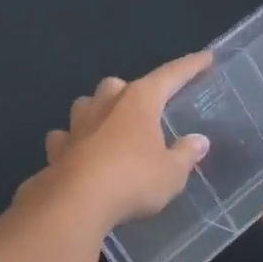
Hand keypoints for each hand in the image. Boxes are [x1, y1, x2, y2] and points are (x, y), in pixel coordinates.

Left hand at [36, 53, 213, 231]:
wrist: (75, 203)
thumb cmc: (133, 180)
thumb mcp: (172, 173)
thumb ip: (186, 154)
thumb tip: (199, 140)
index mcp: (139, 101)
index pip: (170, 76)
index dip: (190, 66)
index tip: (206, 57)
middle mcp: (106, 103)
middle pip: (119, 85)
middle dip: (131, 92)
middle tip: (144, 110)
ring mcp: (77, 124)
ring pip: (87, 104)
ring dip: (98, 110)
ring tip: (109, 126)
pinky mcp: (56, 148)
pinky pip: (65, 136)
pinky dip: (73, 140)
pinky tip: (78, 151)